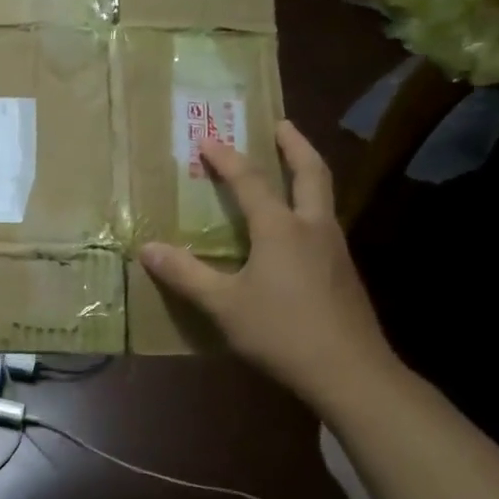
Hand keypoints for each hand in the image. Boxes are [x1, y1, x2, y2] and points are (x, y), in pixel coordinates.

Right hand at [140, 120, 397, 411]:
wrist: (351, 373)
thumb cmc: (282, 332)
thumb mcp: (224, 305)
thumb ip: (186, 275)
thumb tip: (147, 248)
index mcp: (281, 229)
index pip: (251, 181)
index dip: (227, 158)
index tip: (208, 138)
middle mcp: (313, 228)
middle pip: (311, 173)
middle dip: (295, 145)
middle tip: (281, 124)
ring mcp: (335, 249)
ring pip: (324, 197)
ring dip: (307, 173)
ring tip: (289, 167)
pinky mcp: (345, 272)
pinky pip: (325, 223)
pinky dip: (309, 206)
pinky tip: (297, 229)